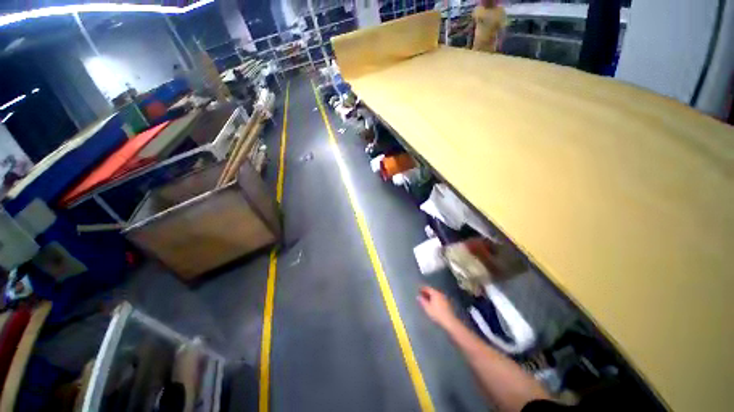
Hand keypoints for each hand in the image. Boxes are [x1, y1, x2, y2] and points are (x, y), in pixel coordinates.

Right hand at [417, 286, 458, 328]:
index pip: (428, 288)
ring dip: (431, 296)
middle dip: (426, 292)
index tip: (418, 290)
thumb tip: (418, 296)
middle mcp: (440, 293)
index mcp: (435, 293)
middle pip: (432, 291)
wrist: (450, 321)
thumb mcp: (428, 308)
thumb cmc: (437, 314)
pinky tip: (433, 303)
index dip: (422, 289)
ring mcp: (445, 298)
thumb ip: (422, 301)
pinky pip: (439, 298)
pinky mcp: (447, 303)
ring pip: (436, 294)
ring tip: (426, 299)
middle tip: (421, 294)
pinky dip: (435, 299)